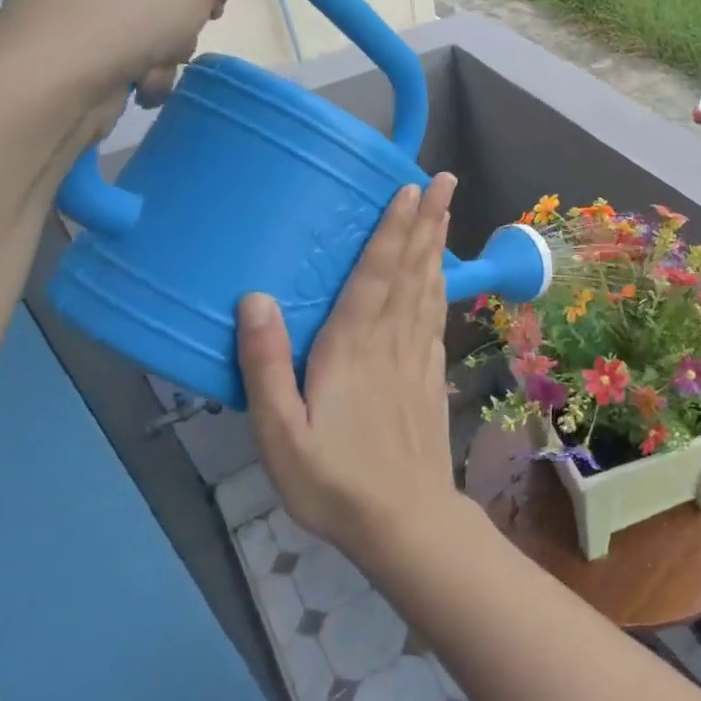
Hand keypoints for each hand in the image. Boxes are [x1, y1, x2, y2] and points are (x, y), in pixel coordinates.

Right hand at [239, 174, 461, 563]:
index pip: (375, 276)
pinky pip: (437, 319)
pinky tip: (442, 278)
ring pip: (429, 290)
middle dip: (427, 222)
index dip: (391, 231)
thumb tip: (254, 299)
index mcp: (352, 349)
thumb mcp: (280, 434)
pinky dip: (441, 288)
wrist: (404, 521)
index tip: (408, 189)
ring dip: (436, 246)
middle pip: (411, 272)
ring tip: (445, 211)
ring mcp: (418, 359)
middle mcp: (391, 343)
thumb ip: (266, 366)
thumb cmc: (333, 481)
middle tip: (445, 179)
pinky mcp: (431, 378)